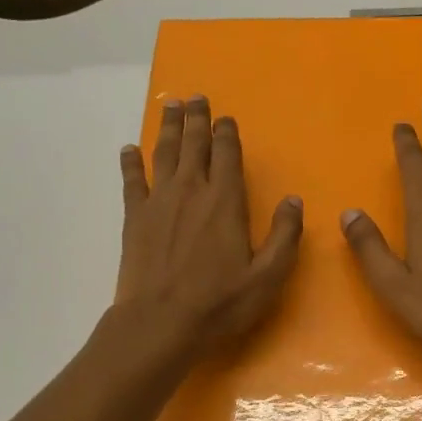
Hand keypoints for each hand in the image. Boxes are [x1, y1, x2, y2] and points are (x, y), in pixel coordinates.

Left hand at [115, 94, 302, 353]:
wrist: (160, 323)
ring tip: (170, 105)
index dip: (227, 134)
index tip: (226, 118)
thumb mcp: (267, 276)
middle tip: (195, 97)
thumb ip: (284, 236)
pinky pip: (132, 181)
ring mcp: (158, 202)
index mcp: (225, 202)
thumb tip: (293, 200)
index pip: (227, 155)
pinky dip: (131, 162)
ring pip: (163, 153)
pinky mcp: (134, 218)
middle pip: (193, 145)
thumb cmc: (220, 303)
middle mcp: (191, 191)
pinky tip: (129, 149)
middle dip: (196, 119)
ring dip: (168, 128)